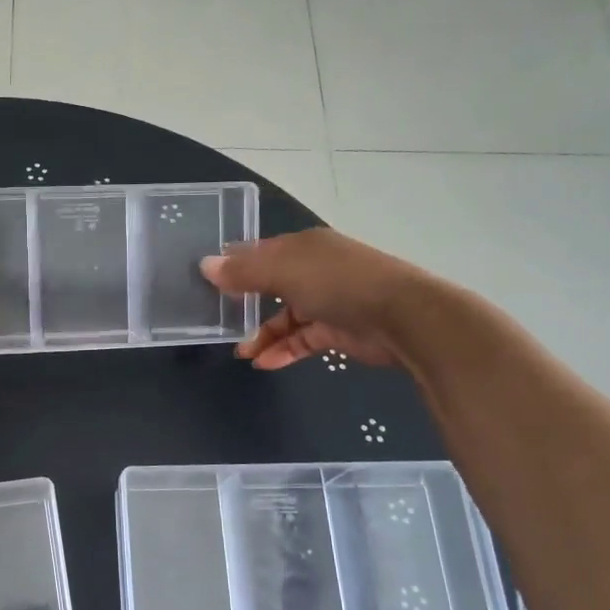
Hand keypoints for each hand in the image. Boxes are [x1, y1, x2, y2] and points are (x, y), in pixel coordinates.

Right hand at [199, 228, 438, 370]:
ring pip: (285, 317)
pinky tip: (264, 363)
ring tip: (241, 352)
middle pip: (271, 284)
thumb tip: (205, 266)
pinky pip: (302, 340)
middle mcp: (315, 270)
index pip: (261, 252)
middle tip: (217, 319)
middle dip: (245, 303)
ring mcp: (328, 301)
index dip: (234, 265)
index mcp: (303, 247)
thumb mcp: (284, 272)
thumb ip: (243, 272)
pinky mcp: (338, 331)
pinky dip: (283, 350)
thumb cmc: (338, 283)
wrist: (404, 318)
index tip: (207, 281)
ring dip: (262, 334)